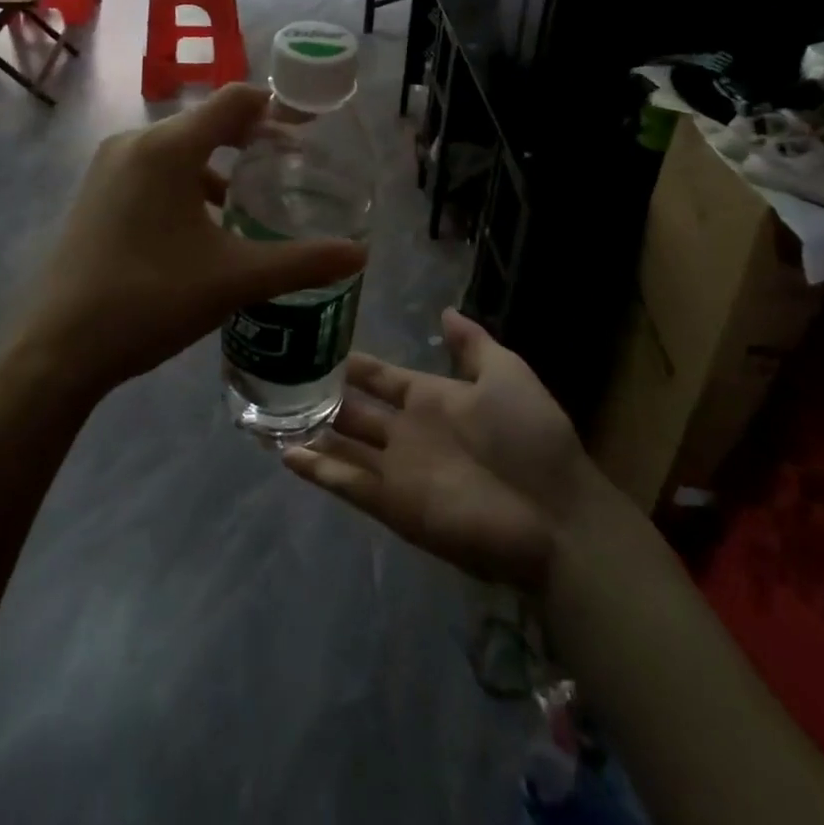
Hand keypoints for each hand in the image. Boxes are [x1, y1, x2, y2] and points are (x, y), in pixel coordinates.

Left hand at [8, 83, 366, 404]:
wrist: (57, 349)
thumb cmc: (150, 300)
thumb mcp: (234, 279)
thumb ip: (301, 262)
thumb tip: (360, 255)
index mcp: (167, 148)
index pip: (234, 101)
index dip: (276, 110)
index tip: (308, 135)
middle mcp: (134, 143)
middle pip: (206, 123)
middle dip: (250, 142)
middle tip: (289, 172)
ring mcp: (108, 167)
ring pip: (177, 149)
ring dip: (216, 167)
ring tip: (251, 204)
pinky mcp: (95, 193)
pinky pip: (152, 170)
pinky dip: (185, 184)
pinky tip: (202, 228)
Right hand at [284, 309, 622, 591]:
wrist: (554, 514)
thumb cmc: (531, 438)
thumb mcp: (507, 374)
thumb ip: (472, 344)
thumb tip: (444, 310)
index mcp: (431, 400)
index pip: (381, 377)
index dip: (354, 364)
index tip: (318, 344)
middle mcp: (408, 431)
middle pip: (355, 411)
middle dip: (323, 397)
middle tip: (280, 379)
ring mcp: (398, 469)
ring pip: (343, 446)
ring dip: (311, 434)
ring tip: (269, 416)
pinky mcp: (393, 504)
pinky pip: (347, 484)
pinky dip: (318, 472)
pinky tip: (285, 455)